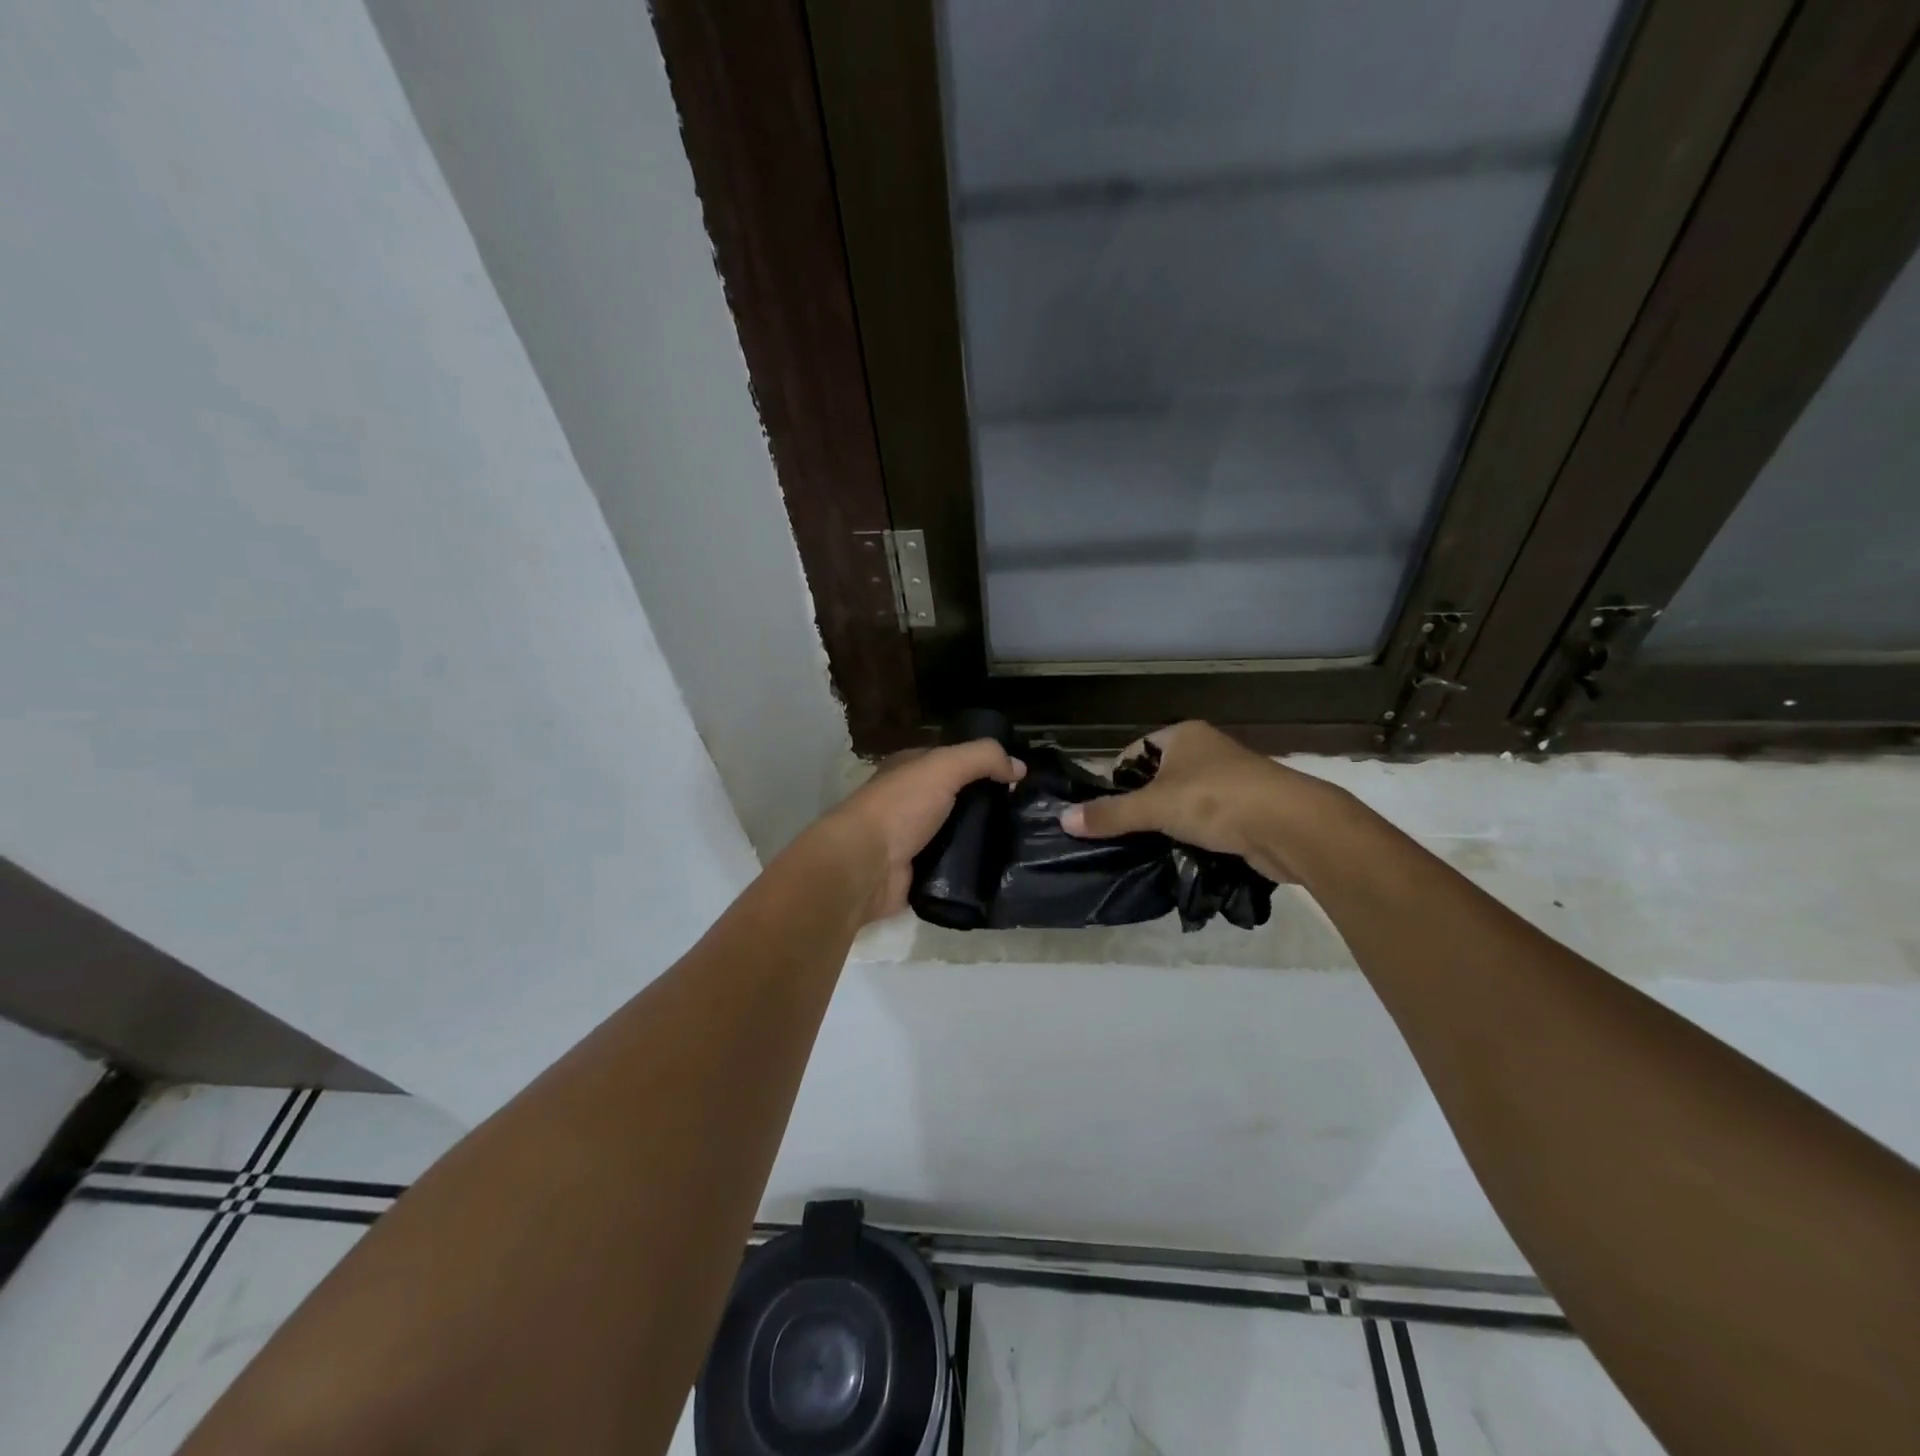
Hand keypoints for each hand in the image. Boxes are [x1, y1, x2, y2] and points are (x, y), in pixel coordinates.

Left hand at [821, 739, 1024, 921]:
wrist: (865, 866)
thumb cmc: (900, 807)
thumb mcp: (943, 767)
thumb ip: (982, 758)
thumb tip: (1020, 767)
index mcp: (909, 770)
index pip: (953, 761)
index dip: (984, 765)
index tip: (1018, 780)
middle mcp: (910, 801)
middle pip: (958, 799)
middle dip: (988, 805)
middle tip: (1025, 815)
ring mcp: (913, 839)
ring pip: (958, 834)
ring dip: (983, 838)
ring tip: (1021, 843)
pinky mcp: (918, 873)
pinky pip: (953, 867)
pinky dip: (971, 867)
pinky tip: (999, 868)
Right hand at [1058, 721, 1338, 881]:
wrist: (1292, 827)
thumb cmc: (1217, 801)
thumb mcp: (1154, 806)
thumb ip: (1110, 814)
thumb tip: (1063, 819)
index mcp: (1184, 736)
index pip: (1135, 752)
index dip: (1116, 779)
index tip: (1104, 811)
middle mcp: (1206, 751)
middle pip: (1157, 779)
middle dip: (1140, 806)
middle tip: (1121, 834)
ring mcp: (1229, 781)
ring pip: (1182, 802)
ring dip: (1167, 825)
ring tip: (1146, 849)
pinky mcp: (1245, 810)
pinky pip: (1206, 821)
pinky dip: (1192, 837)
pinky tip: (1180, 856)